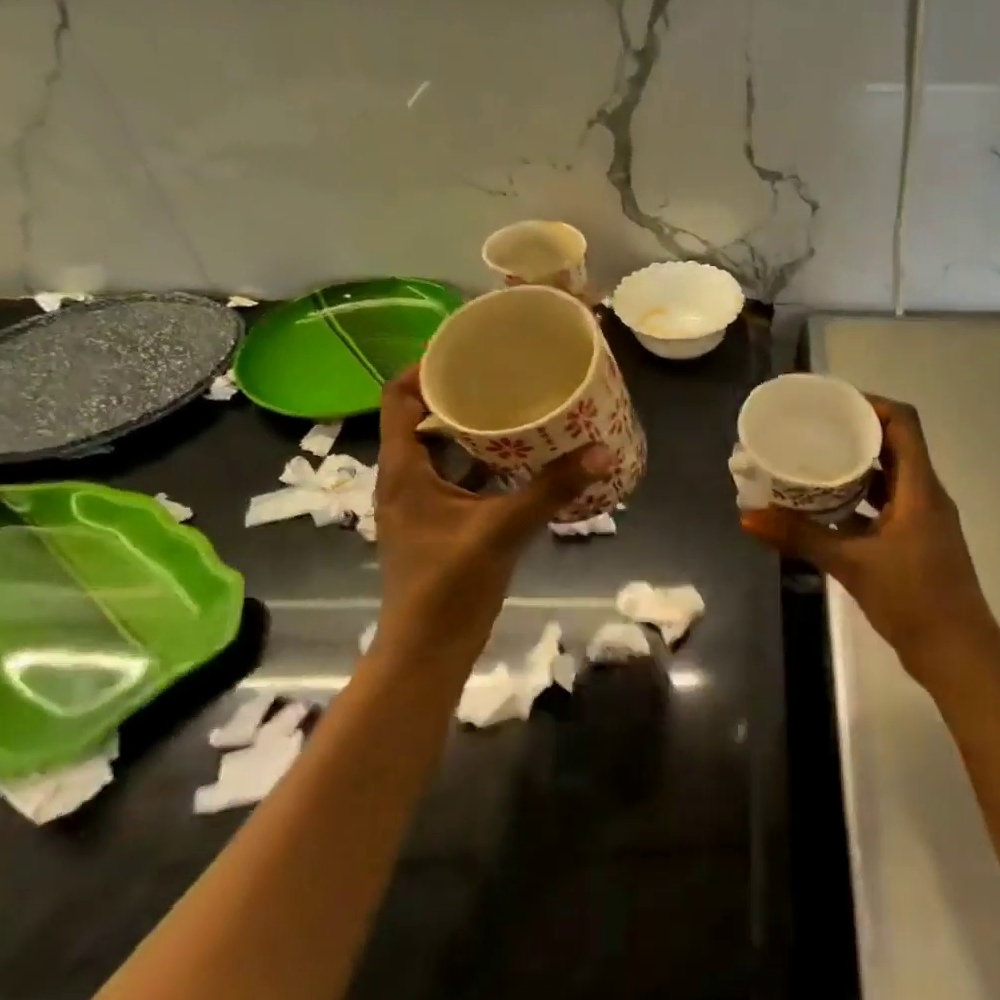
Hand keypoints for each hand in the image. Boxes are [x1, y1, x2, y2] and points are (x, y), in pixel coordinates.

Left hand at [373, 368, 610, 662]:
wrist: (428, 650)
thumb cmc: (448, 587)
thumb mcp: (502, 531)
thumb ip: (551, 490)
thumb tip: (601, 450)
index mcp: (404, 471)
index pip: (399, 399)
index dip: (425, 367)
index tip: (467, 349)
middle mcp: (407, 479)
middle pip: (425, 419)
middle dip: (462, 393)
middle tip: (506, 373)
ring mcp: (424, 503)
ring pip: (446, 450)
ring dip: (477, 428)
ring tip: (520, 405)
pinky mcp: (444, 524)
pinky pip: (464, 477)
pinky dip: (489, 463)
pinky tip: (526, 459)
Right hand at [741, 394, 996, 674]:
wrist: (956, 652)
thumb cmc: (912, 599)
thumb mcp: (852, 564)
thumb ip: (801, 538)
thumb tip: (748, 518)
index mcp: (920, 488)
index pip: (903, 423)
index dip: (871, 405)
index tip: (832, 403)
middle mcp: (925, 495)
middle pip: (894, 447)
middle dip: (855, 434)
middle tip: (812, 431)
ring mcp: (922, 520)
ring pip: (889, 479)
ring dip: (855, 469)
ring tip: (813, 464)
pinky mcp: (915, 543)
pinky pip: (886, 507)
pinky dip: (859, 503)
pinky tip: (826, 511)